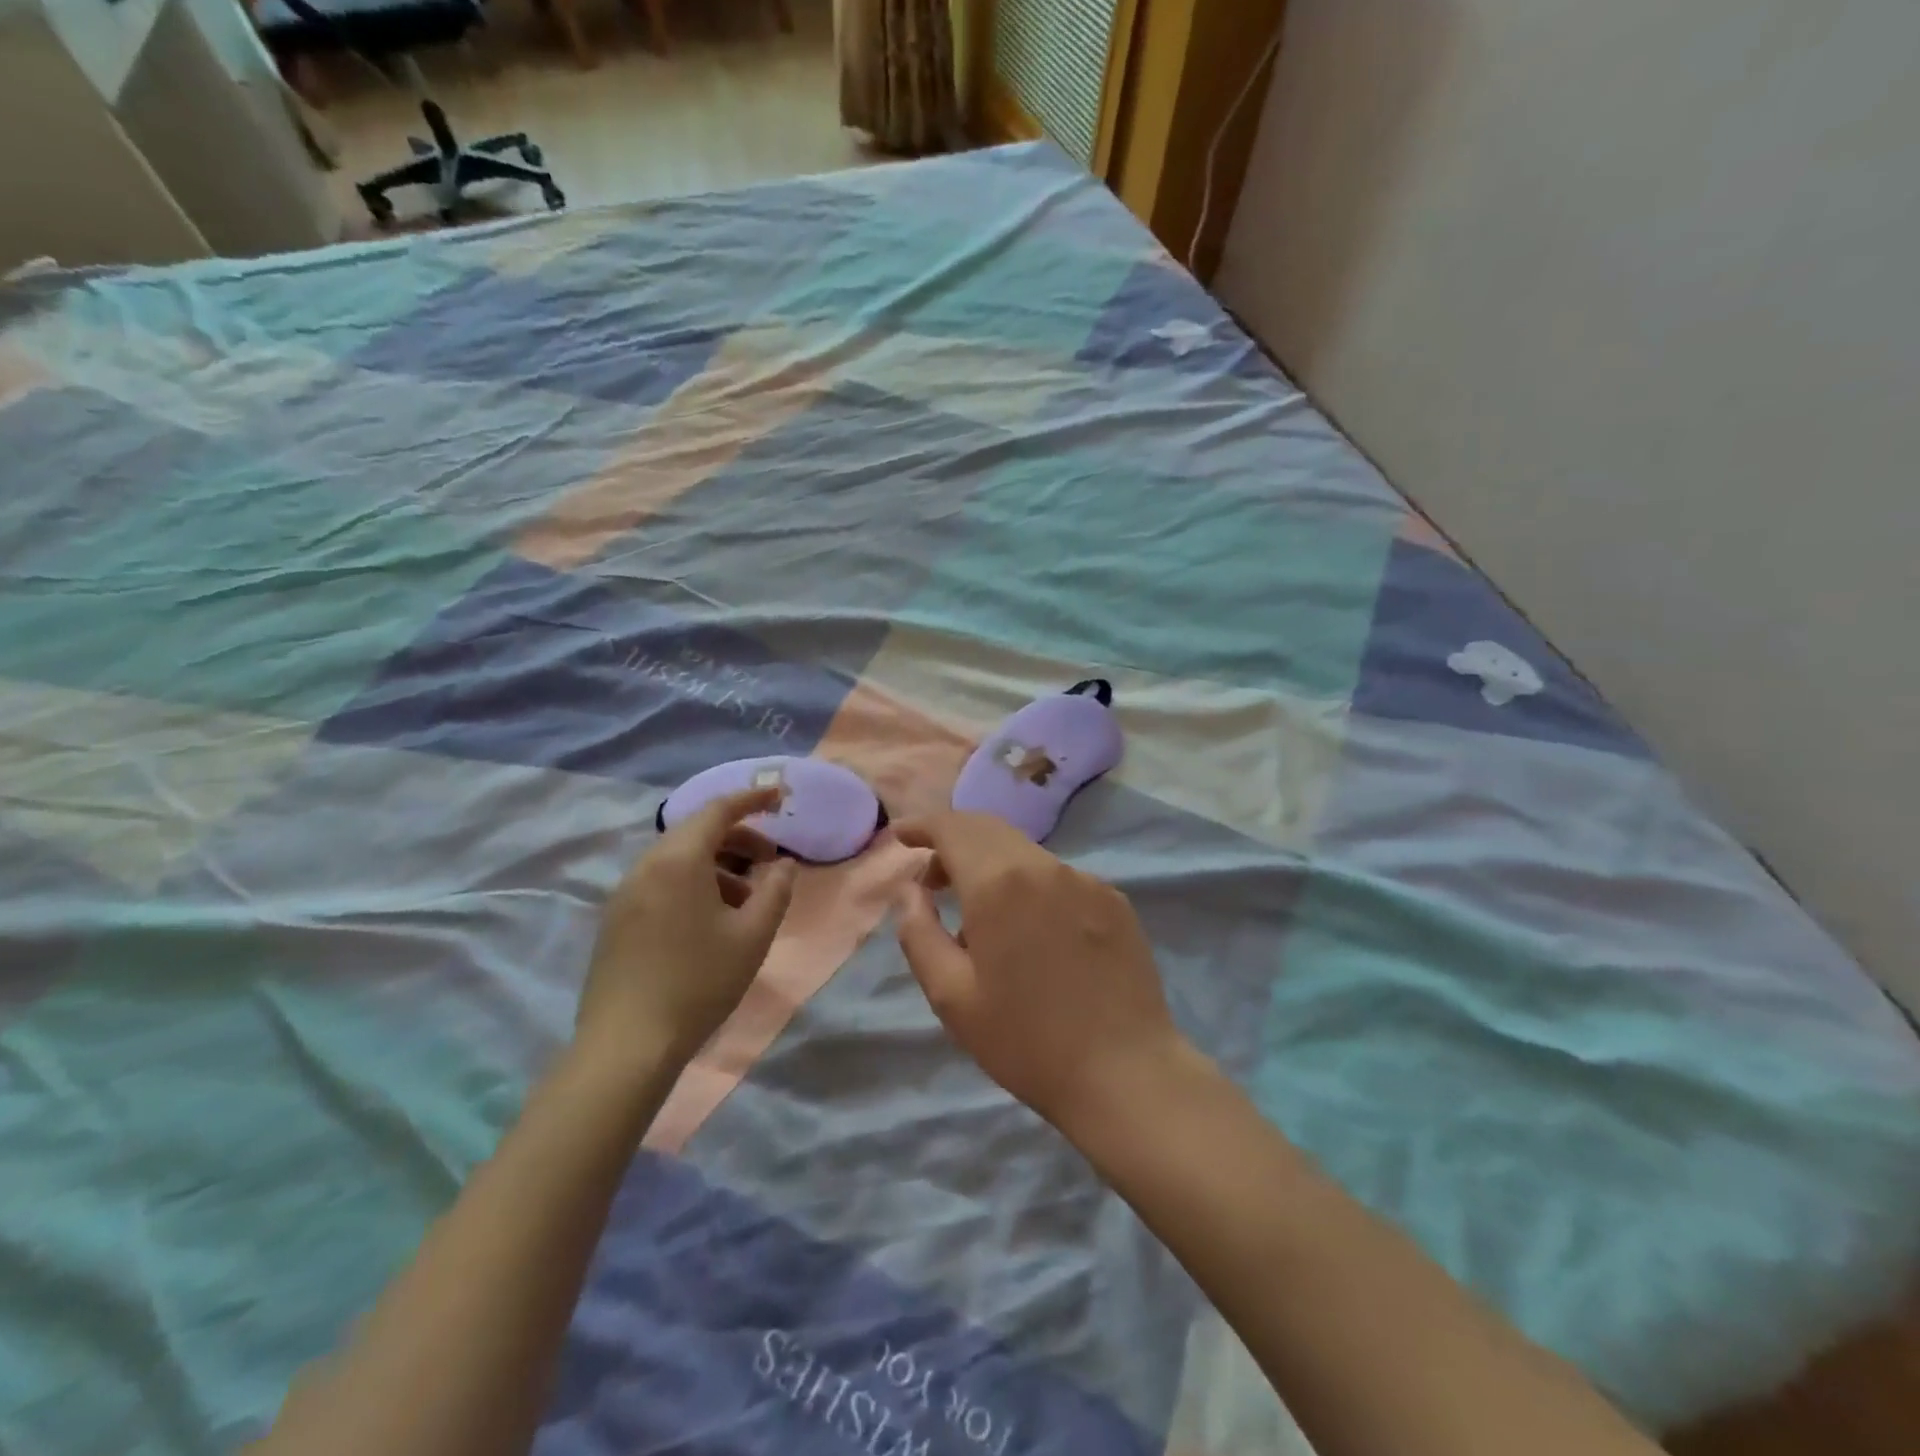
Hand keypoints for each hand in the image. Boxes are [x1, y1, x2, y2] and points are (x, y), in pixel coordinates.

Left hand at [577, 787, 798, 1074]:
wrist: (627, 1045)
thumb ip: (776, 890)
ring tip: (746, 899)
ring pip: (678, 859)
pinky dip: (693, 883)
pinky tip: (711, 921)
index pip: (718, 810)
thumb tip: (784, 865)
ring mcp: (624, 894)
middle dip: (738, 838)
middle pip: (696, 832)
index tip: (780, 797)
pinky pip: (660, 882)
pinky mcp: (615, 921)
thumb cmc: (699, 982)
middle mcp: (645, 866)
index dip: (752, 799)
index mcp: (678, 860)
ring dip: (717, 865)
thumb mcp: (753, 936)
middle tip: (770, 860)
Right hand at [893, 812, 1187, 1131]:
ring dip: (992, 865)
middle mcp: (1045, 866)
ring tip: (979, 914)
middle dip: (954, 842)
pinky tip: (1031, 931)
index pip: (953, 828)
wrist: (1125, 1073)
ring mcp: (1086, 880)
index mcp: (999, 883)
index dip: (923, 825)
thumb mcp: (952, 996)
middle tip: (932, 879)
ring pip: (1025, 853)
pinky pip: (1059, 877)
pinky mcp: (1114, 900)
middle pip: (989, 830)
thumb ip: (920, 933)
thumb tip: (911, 890)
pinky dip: (1030, 885)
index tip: (901, 837)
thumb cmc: (1026, 1040)